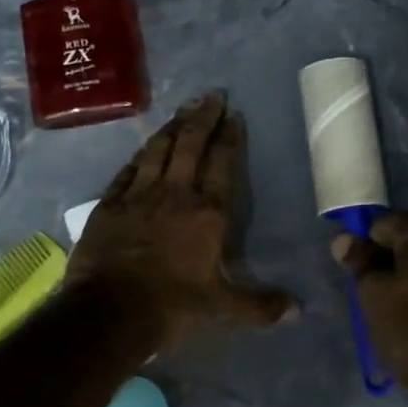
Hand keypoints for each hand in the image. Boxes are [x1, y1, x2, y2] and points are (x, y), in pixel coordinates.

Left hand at [70, 93, 296, 348]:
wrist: (109, 311)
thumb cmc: (172, 307)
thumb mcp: (222, 309)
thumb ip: (260, 306)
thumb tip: (298, 311)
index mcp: (208, 213)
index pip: (222, 164)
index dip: (229, 137)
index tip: (234, 114)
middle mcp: (175, 193)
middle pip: (189, 144)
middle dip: (202, 117)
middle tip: (211, 95)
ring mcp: (138, 195)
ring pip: (157, 150)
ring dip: (170, 128)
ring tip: (181, 110)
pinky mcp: (109, 204)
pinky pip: (127, 171)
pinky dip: (138, 157)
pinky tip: (143, 149)